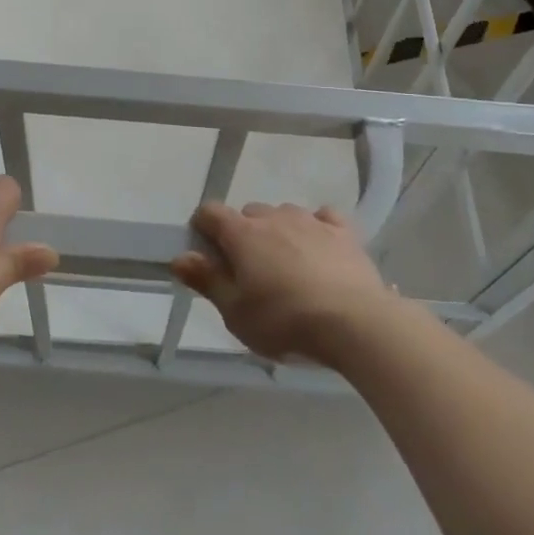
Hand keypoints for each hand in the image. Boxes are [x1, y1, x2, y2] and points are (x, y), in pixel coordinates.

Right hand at [169, 201, 399, 365]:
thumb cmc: (284, 321)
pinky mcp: (343, 232)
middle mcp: (274, 217)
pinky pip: (323, 218)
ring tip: (286, 268)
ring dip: (278, 232)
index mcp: (242, 233)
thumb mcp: (235, 312)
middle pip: (249, 214)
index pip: (210, 213)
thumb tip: (179, 256)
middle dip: (243, 235)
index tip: (206, 255)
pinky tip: (319, 250)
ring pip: (284, 215)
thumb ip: (206, 280)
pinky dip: (316, 229)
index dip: (202, 229)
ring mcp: (311, 220)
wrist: (354, 321)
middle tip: (249, 274)